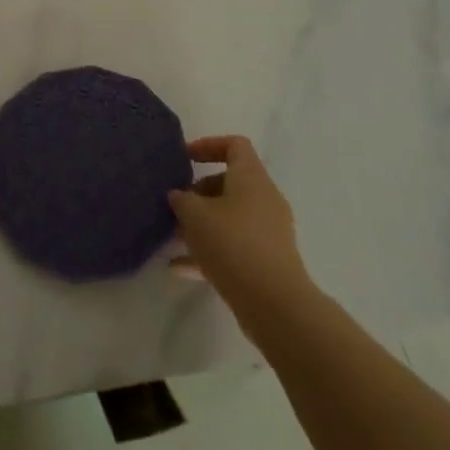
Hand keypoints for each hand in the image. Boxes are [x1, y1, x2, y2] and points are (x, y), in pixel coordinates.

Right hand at [168, 136, 312, 332]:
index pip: (235, 145)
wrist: (275, 304)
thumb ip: (181, 199)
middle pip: (230, 183)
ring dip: (203, 224)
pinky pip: (234, 246)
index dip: (208, 145)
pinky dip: (210, 252)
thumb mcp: (194, 215)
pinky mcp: (268, 261)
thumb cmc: (232, 243)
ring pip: (230, 217)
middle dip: (199, 193)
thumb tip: (180, 196)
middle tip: (176, 206)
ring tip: (175, 237)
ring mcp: (269, 232)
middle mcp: (264, 199)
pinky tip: (180, 268)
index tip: (185, 159)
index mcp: (251, 177)